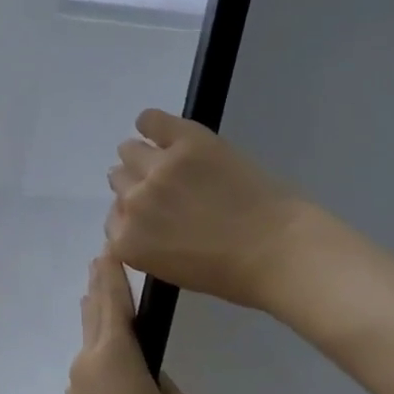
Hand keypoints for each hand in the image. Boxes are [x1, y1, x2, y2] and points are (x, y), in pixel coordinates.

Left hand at [67, 251, 193, 393]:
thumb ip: (161, 381)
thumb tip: (145, 377)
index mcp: (114, 351)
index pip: (112, 300)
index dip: (112, 273)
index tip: (108, 250)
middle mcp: (89, 359)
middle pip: (93, 312)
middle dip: (99, 287)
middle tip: (102, 263)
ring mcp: (78, 382)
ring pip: (89, 339)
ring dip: (98, 318)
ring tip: (106, 302)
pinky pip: (90, 365)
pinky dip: (99, 349)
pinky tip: (112, 357)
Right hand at [105, 109, 310, 312]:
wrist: (280, 251)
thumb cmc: (232, 274)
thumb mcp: (172, 270)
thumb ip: (146, 243)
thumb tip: (142, 220)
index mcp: (127, 241)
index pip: (114, 218)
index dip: (135, 215)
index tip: (156, 216)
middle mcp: (133, 202)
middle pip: (119, 180)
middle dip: (139, 185)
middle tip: (169, 190)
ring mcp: (159, 168)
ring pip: (129, 150)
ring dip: (144, 157)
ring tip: (173, 163)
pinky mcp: (186, 140)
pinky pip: (150, 120)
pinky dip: (152, 124)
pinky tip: (164, 132)